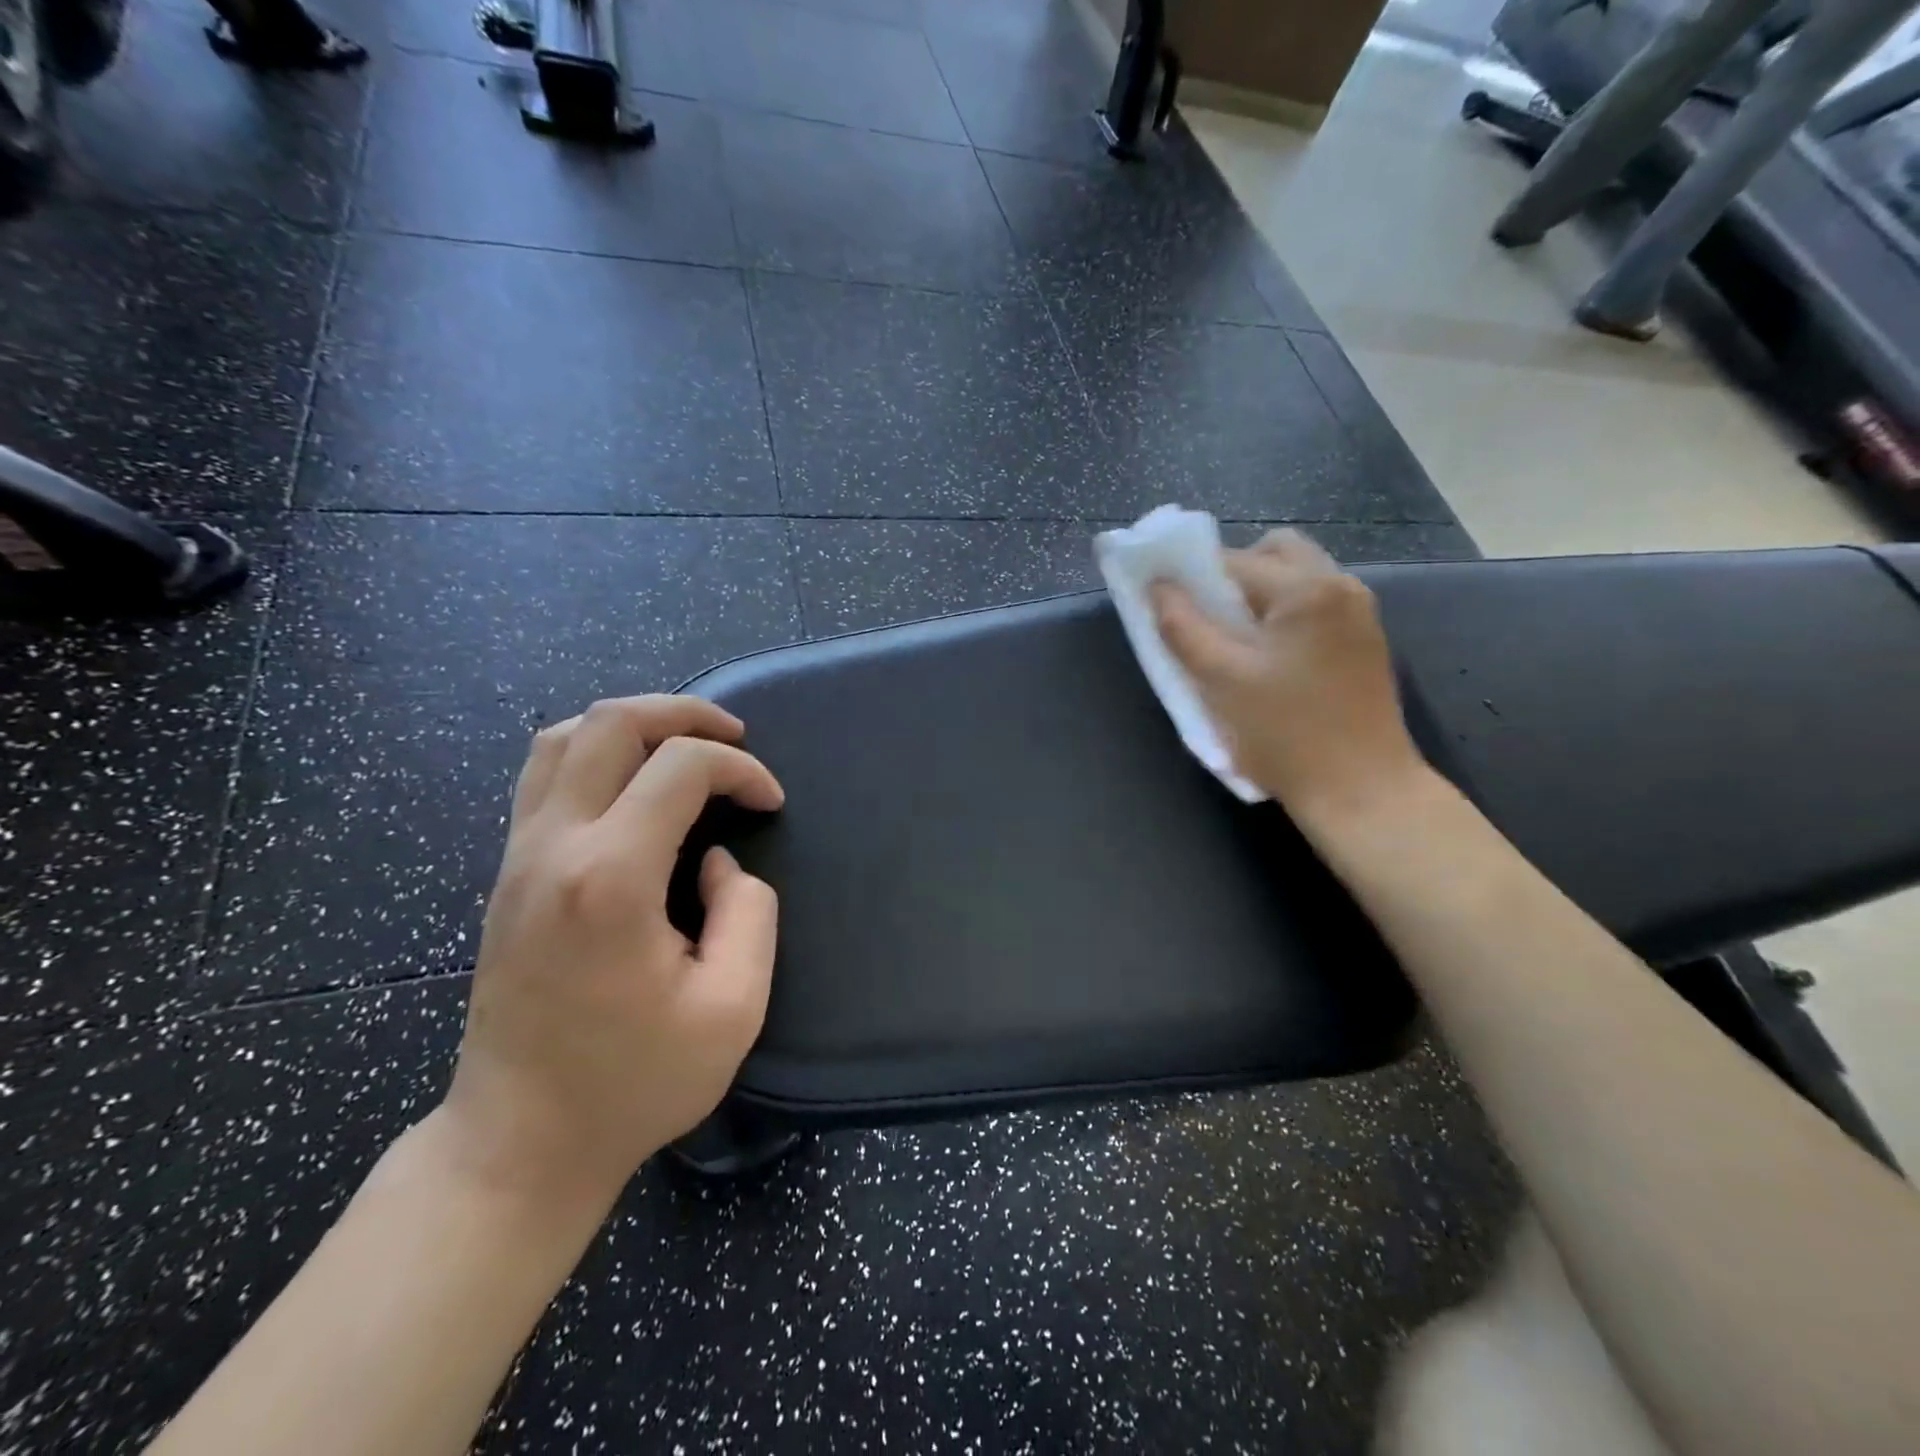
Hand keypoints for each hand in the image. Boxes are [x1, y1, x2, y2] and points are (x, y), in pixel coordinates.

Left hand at [439, 696, 784, 1211]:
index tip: (770, 803)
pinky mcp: (507, 873)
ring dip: (633, 723)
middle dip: (684, 713)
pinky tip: (633, 781)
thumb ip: (748, 913)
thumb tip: (716, 861)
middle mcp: (553, 847)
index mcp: (610, 878)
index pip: (680, 767)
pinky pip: (544, 774)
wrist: (519, 1142)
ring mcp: (518, 856)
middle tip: (734, 737)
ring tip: (684, 743)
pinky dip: (596, 751)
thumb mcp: (733, 1009)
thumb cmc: (633, 1082)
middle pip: (610, 724)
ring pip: (562, 737)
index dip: (740, 769)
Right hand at [1151, 530, 1425, 824]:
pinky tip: (1267, 657)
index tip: (1166, 602)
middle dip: (1233, 575)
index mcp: (1306, 589)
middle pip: (1275, 552)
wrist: (1361, 790)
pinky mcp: (1365, 640)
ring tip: (1234, 641)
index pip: (1233, 560)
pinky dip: (1283, 614)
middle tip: (1207, 618)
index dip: (1191, 576)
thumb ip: (1183, 627)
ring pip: (1297, 577)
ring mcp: (1360, 613)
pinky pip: (1315, 604)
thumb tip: (1157, 587)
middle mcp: (1340, 586)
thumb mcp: (1221, 680)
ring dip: (1259, 594)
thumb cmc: (1285, 735)